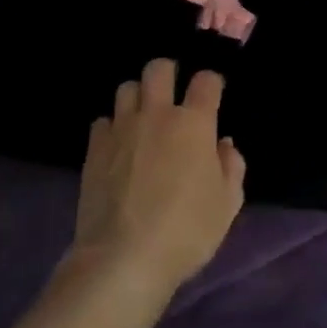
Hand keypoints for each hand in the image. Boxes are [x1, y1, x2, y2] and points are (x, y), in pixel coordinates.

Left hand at [69, 59, 245, 299]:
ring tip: (142, 118)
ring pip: (126, 88)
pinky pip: (103, 121)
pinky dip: (112, 127)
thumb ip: (232, 166)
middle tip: (172, 95)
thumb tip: (223, 144)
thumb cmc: (186, 231)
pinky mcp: (94, 148)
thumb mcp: (227, 204)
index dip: (211, 83)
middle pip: (159, 69)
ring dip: (137, 97)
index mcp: (194, 123)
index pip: (206, 81)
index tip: (212, 95)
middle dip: (168, 73)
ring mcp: (122, 128)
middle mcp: (157, 115)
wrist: (123, 259)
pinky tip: (118, 147)